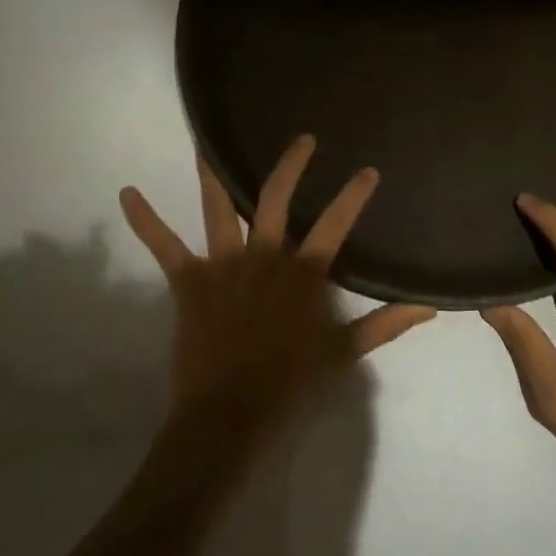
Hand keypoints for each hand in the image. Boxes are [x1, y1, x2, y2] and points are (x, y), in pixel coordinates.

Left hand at [120, 135, 435, 433]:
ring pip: (217, 207)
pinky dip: (145, 220)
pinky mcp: (189, 280)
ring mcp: (223, 264)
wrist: (227, 416)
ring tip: (205, 139)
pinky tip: (127, 193)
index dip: (353, 195)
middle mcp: (263, 256)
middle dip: (290, 165)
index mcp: (302, 273)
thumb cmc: (288, 385)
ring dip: (211, 172)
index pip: (335, 224)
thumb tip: (429, 306)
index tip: (368, 169)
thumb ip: (385, 324)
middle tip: (302, 139)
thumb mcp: (343, 354)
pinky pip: (163, 245)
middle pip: (274, 198)